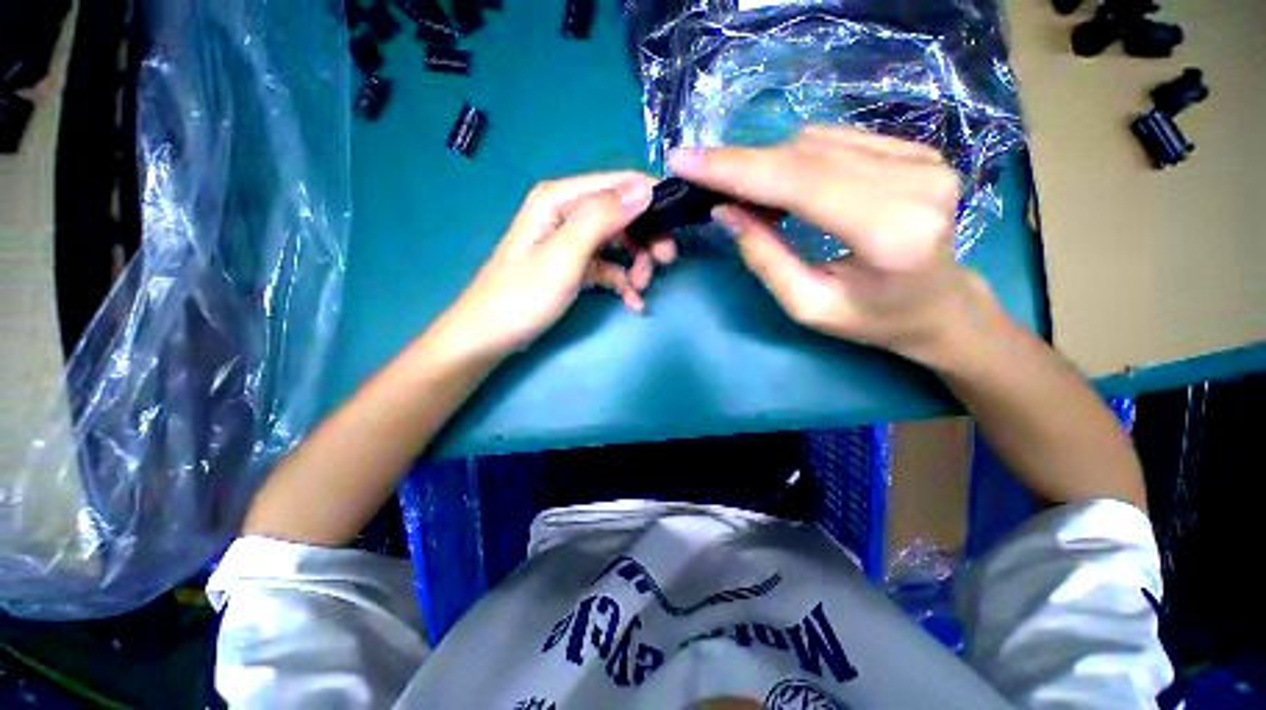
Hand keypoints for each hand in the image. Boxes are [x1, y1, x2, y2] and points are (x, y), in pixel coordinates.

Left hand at [427, 172, 677, 363]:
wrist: (491, 336)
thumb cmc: (522, 297)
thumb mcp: (563, 257)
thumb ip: (601, 219)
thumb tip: (644, 188)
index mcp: (560, 199)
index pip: (619, 183)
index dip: (652, 199)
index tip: (678, 223)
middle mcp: (568, 213)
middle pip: (623, 214)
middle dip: (647, 237)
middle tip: (665, 262)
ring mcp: (572, 241)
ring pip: (619, 242)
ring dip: (637, 263)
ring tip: (642, 288)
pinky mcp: (575, 266)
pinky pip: (609, 267)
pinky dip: (623, 282)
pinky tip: (634, 303)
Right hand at [669, 126, 997, 367]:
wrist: (941, 306)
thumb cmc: (873, 320)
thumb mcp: (808, 305)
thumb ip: (765, 258)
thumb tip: (725, 210)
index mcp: (890, 233)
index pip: (801, 183)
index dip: (737, 168)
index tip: (685, 160)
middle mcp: (915, 183)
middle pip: (806, 156)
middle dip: (744, 166)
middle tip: (705, 181)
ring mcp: (922, 159)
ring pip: (817, 142)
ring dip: (770, 166)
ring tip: (751, 198)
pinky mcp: (917, 150)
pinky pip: (837, 140)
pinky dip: (798, 160)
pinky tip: (787, 186)